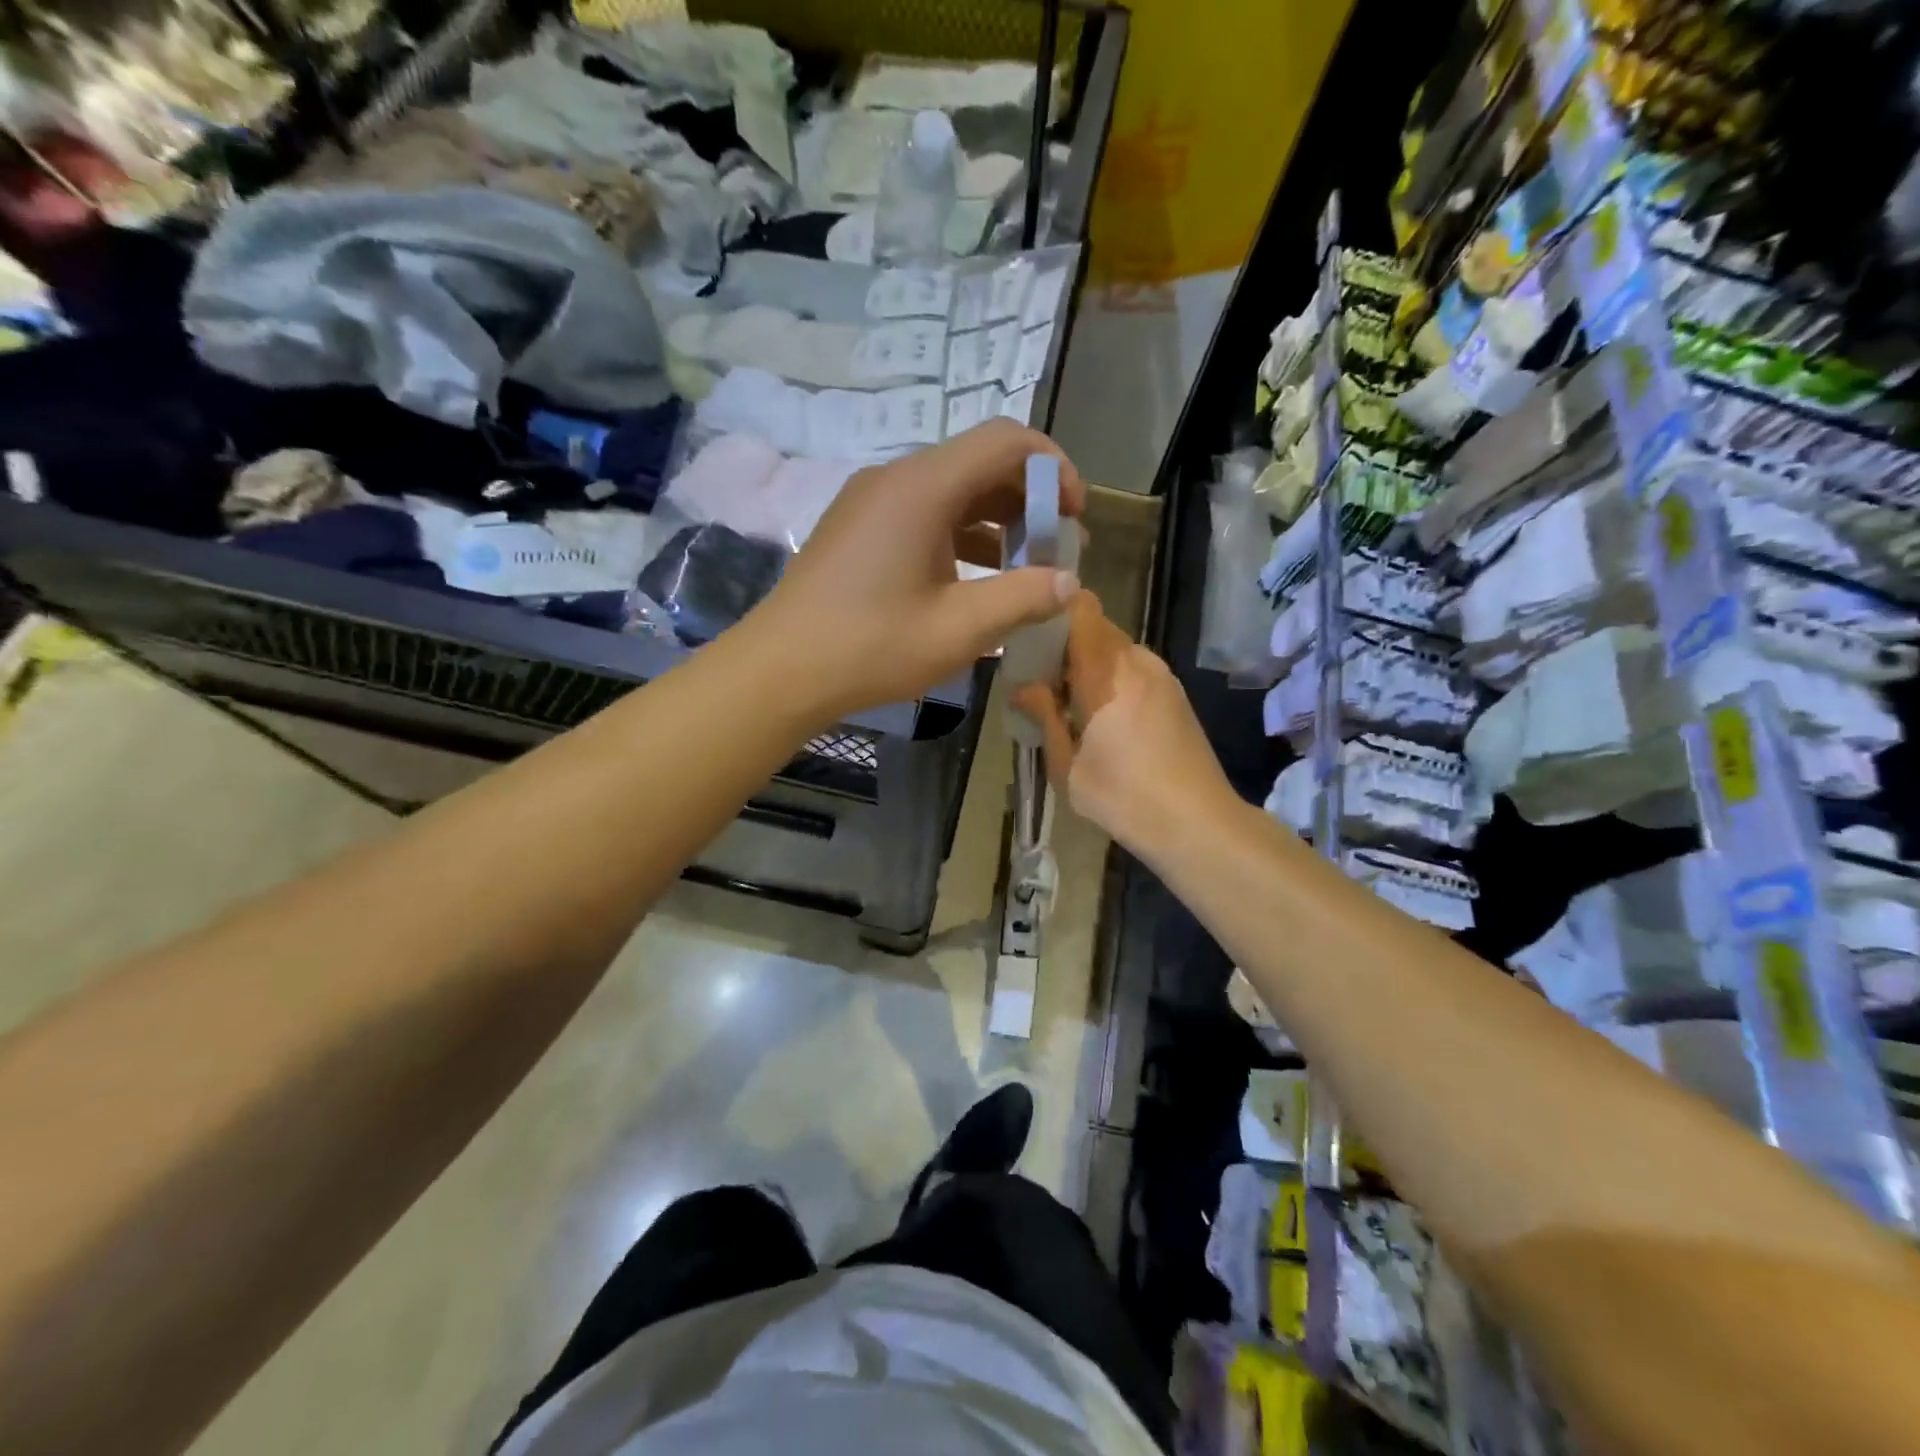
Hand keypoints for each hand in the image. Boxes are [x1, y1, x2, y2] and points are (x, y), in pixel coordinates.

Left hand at [741, 420, 1084, 724]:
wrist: (780, 671)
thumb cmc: (871, 647)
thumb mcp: (959, 630)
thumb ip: (1022, 598)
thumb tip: (1068, 582)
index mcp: (922, 488)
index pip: (1006, 441)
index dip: (1054, 469)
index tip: (1075, 517)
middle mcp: (895, 478)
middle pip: (979, 462)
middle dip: (1028, 500)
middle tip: (1054, 550)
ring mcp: (870, 501)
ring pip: (951, 489)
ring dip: (995, 521)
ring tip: (1020, 570)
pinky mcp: (856, 526)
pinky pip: (922, 512)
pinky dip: (959, 534)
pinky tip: (971, 580)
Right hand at [1013, 592, 1236, 855]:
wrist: (1198, 823)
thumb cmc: (1123, 797)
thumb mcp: (1067, 766)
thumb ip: (1044, 717)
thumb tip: (1022, 686)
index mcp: (1108, 673)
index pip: (1082, 609)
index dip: (1054, 609)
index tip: (1028, 631)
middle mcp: (1138, 662)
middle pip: (1096, 627)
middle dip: (1065, 642)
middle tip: (1039, 676)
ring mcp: (1162, 676)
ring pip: (1116, 648)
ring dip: (1089, 663)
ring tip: (1067, 699)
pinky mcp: (1175, 694)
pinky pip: (1134, 668)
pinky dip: (1111, 678)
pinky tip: (1100, 716)